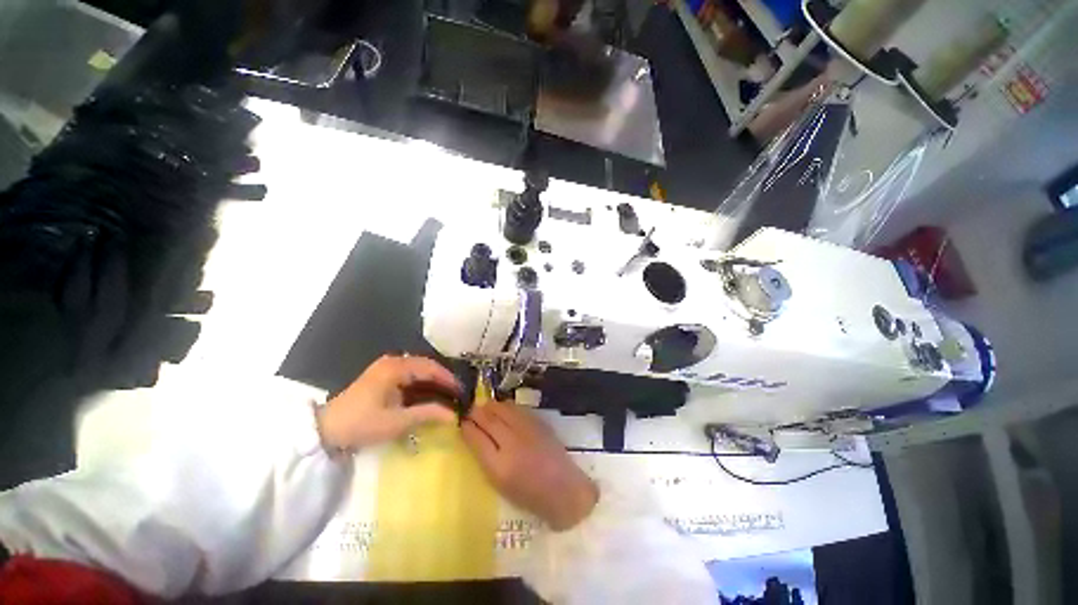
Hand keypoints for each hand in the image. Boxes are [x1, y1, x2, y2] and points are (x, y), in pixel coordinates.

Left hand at [317, 355, 462, 451]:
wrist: (324, 431)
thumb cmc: (361, 424)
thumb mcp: (397, 421)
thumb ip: (428, 414)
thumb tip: (454, 415)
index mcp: (396, 367)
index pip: (431, 368)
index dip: (448, 379)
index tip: (462, 391)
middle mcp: (393, 362)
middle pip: (426, 366)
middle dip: (442, 379)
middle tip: (457, 393)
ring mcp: (386, 368)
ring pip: (418, 370)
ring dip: (432, 381)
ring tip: (446, 394)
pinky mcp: (382, 377)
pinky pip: (409, 375)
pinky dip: (421, 384)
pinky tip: (428, 395)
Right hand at [462, 401, 597, 530]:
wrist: (564, 489)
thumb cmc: (529, 495)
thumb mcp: (500, 484)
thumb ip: (486, 459)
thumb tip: (474, 437)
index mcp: (499, 466)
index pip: (477, 439)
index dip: (467, 428)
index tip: (461, 422)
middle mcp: (512, 443)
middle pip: (489, 420)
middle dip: (476, 412)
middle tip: (470, 410)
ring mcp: (527, 430)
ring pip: (503, 409)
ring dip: (490, 406)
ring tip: (484, 406)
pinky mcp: (538, 422)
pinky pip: (517, 409)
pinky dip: (506, 406)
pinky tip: (502, 408)